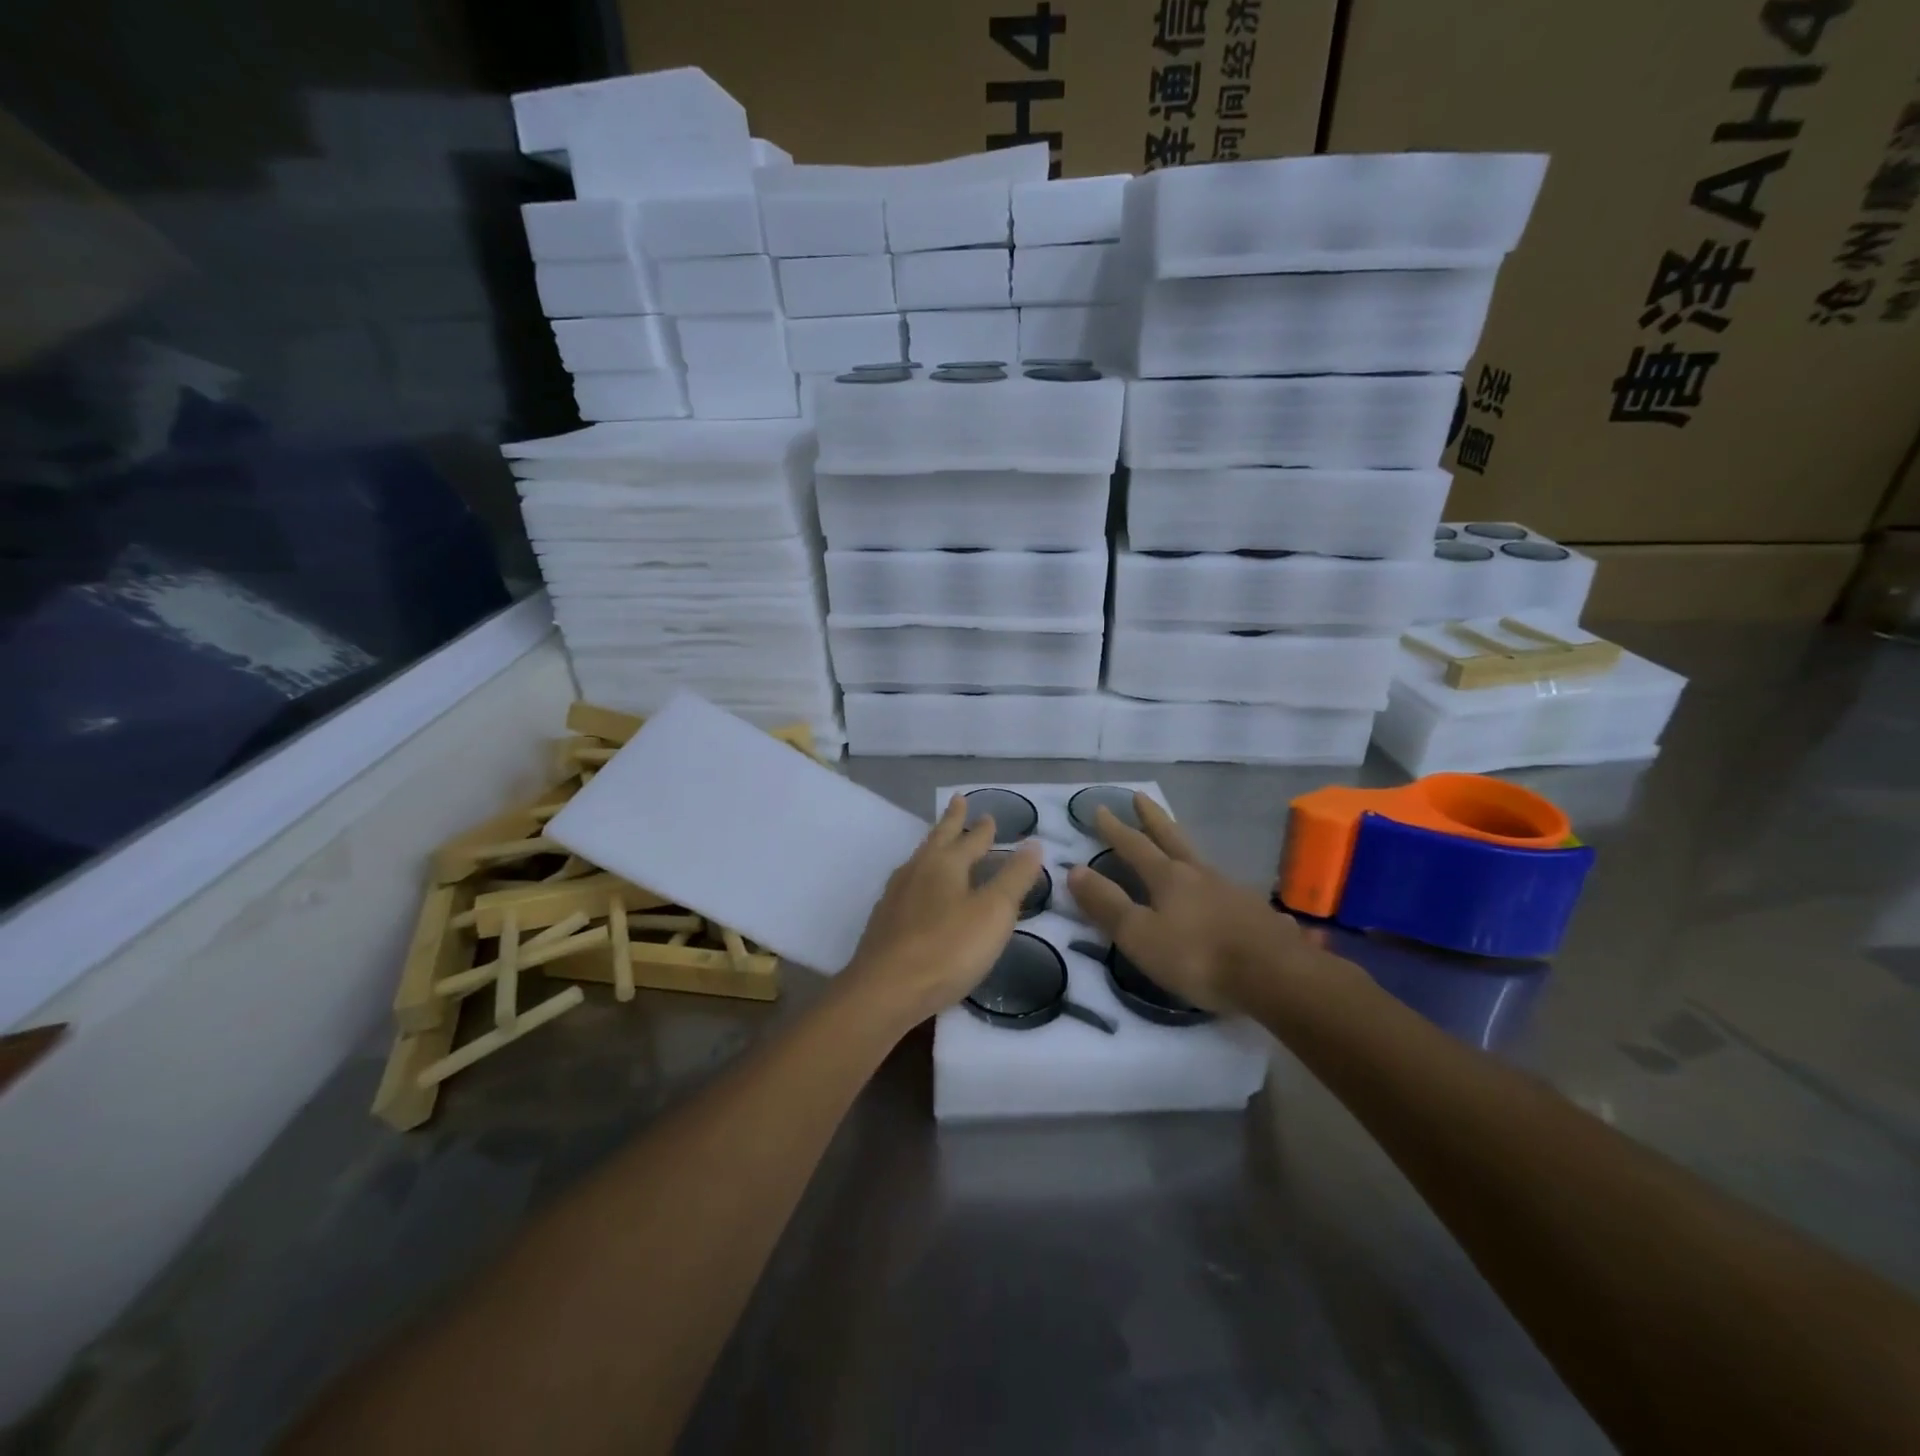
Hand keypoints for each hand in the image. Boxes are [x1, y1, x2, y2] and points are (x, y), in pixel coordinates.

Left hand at [840, 795, 1044, 1027]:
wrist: (885, 989)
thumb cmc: (948, 948)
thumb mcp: (994, 912)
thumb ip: (1014, 878)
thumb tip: (1033, 843)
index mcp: (945, 863)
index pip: (970, 838)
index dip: (983, 828)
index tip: (989, 814)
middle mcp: (917, 870)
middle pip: (938, 838)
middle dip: (951, 821)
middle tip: (957, 801)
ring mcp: (896, 895)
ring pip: (919, 860)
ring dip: (934, 846)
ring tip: (939, 844)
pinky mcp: (885, 920)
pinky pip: (908, 884)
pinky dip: (921, 877)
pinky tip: (919, 891)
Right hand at [1066, 794, 1318, 1013]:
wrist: (1276, 976)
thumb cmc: (1198, 956)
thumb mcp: (1140, 935)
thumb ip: (1107, 904)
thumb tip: (1074, 869)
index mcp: (1168, 878)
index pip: (1134, 846)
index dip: (1115, 829)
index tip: (1099, 808)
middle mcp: (1200, 875)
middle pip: (1172, 838)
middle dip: (1152, 818)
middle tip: (1140, 796)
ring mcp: (1233, 891)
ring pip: (1202, 861)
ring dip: (1185, 847)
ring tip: (1179, 845)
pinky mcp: (1257, 914)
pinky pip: (1231, 891)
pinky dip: (1220, 887)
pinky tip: (1230, 897)